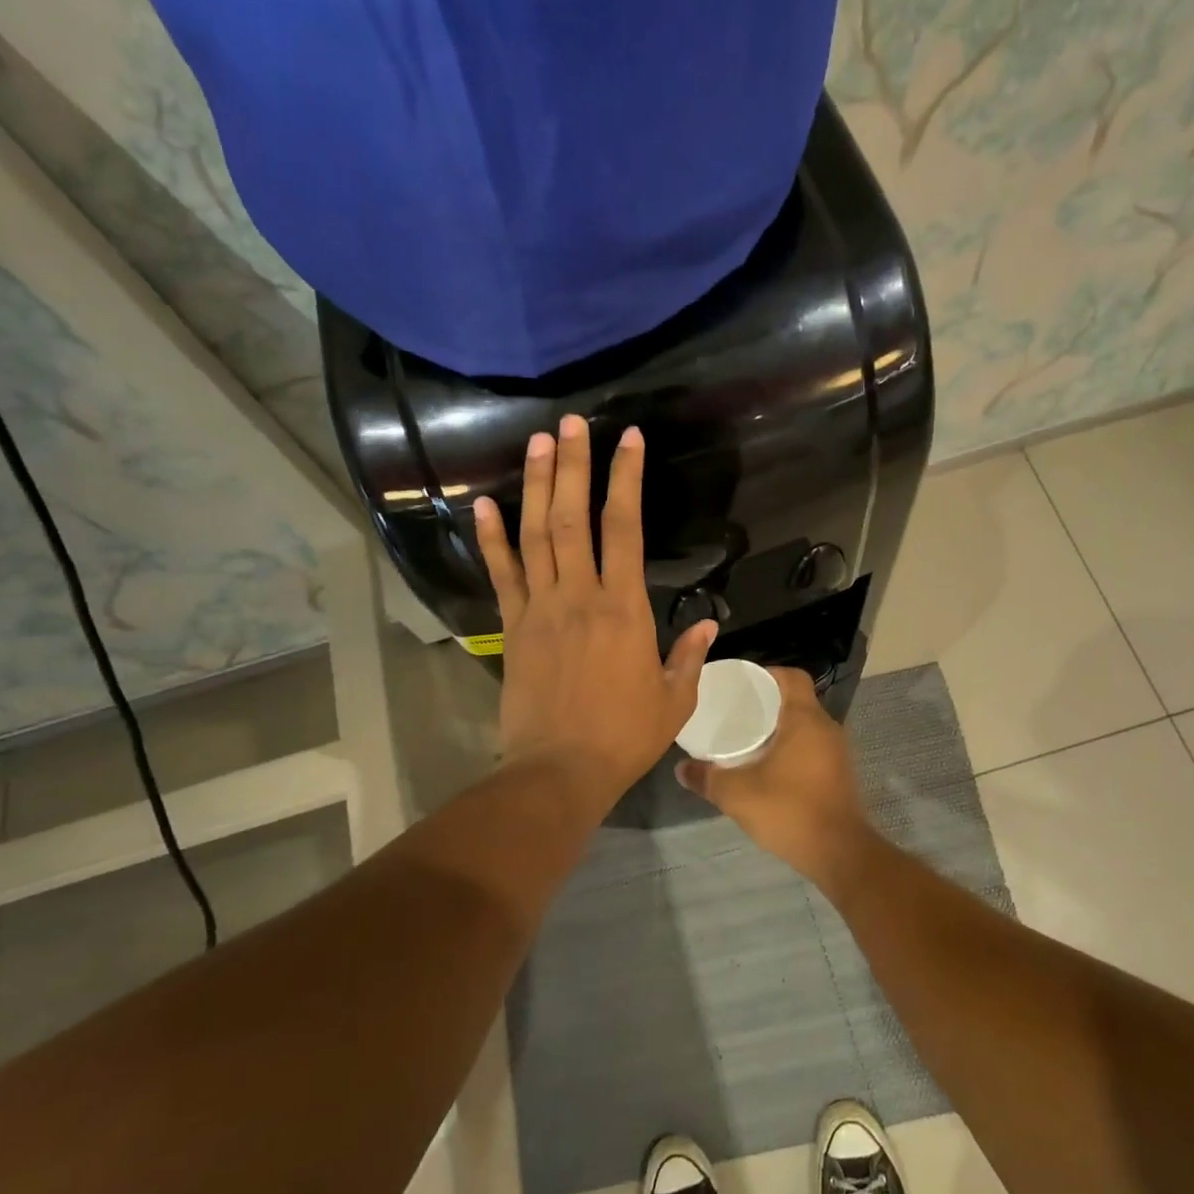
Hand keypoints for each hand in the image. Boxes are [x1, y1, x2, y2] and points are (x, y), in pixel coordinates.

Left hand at [473, 415, 715, 813]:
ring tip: (538, 442)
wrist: (560, 770)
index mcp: (624, 608)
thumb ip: (690, 656)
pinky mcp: (513, 628)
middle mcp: (579, 596)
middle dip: (574, 466)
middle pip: (573, 518)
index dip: (626, 479)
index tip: (629, 439)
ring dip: (537, 486)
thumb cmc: (624, 737)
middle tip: (571, 423)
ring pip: (535, 536)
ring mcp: (540, 609)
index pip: (625, 528)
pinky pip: (501, 575)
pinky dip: (491, 539)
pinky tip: (483, 504)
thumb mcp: (674, 699)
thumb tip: (710, 625)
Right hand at [675, 667, 875, 886]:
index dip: (767, 674)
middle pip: (798, 700)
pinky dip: (793, 749)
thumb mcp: (737, 794)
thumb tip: (681, 768)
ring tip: (749, 739)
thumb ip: (706, 778)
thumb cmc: (789, 810)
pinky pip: (814, 748)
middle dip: (768, 703)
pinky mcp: (840, 774)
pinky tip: (770, 767)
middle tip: (737, 713)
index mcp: (805, 719)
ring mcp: (838, 752)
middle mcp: (827, 728)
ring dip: (781, 728)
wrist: (840, 853)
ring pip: (807, 726)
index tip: (742, 685)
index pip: (792, 677)